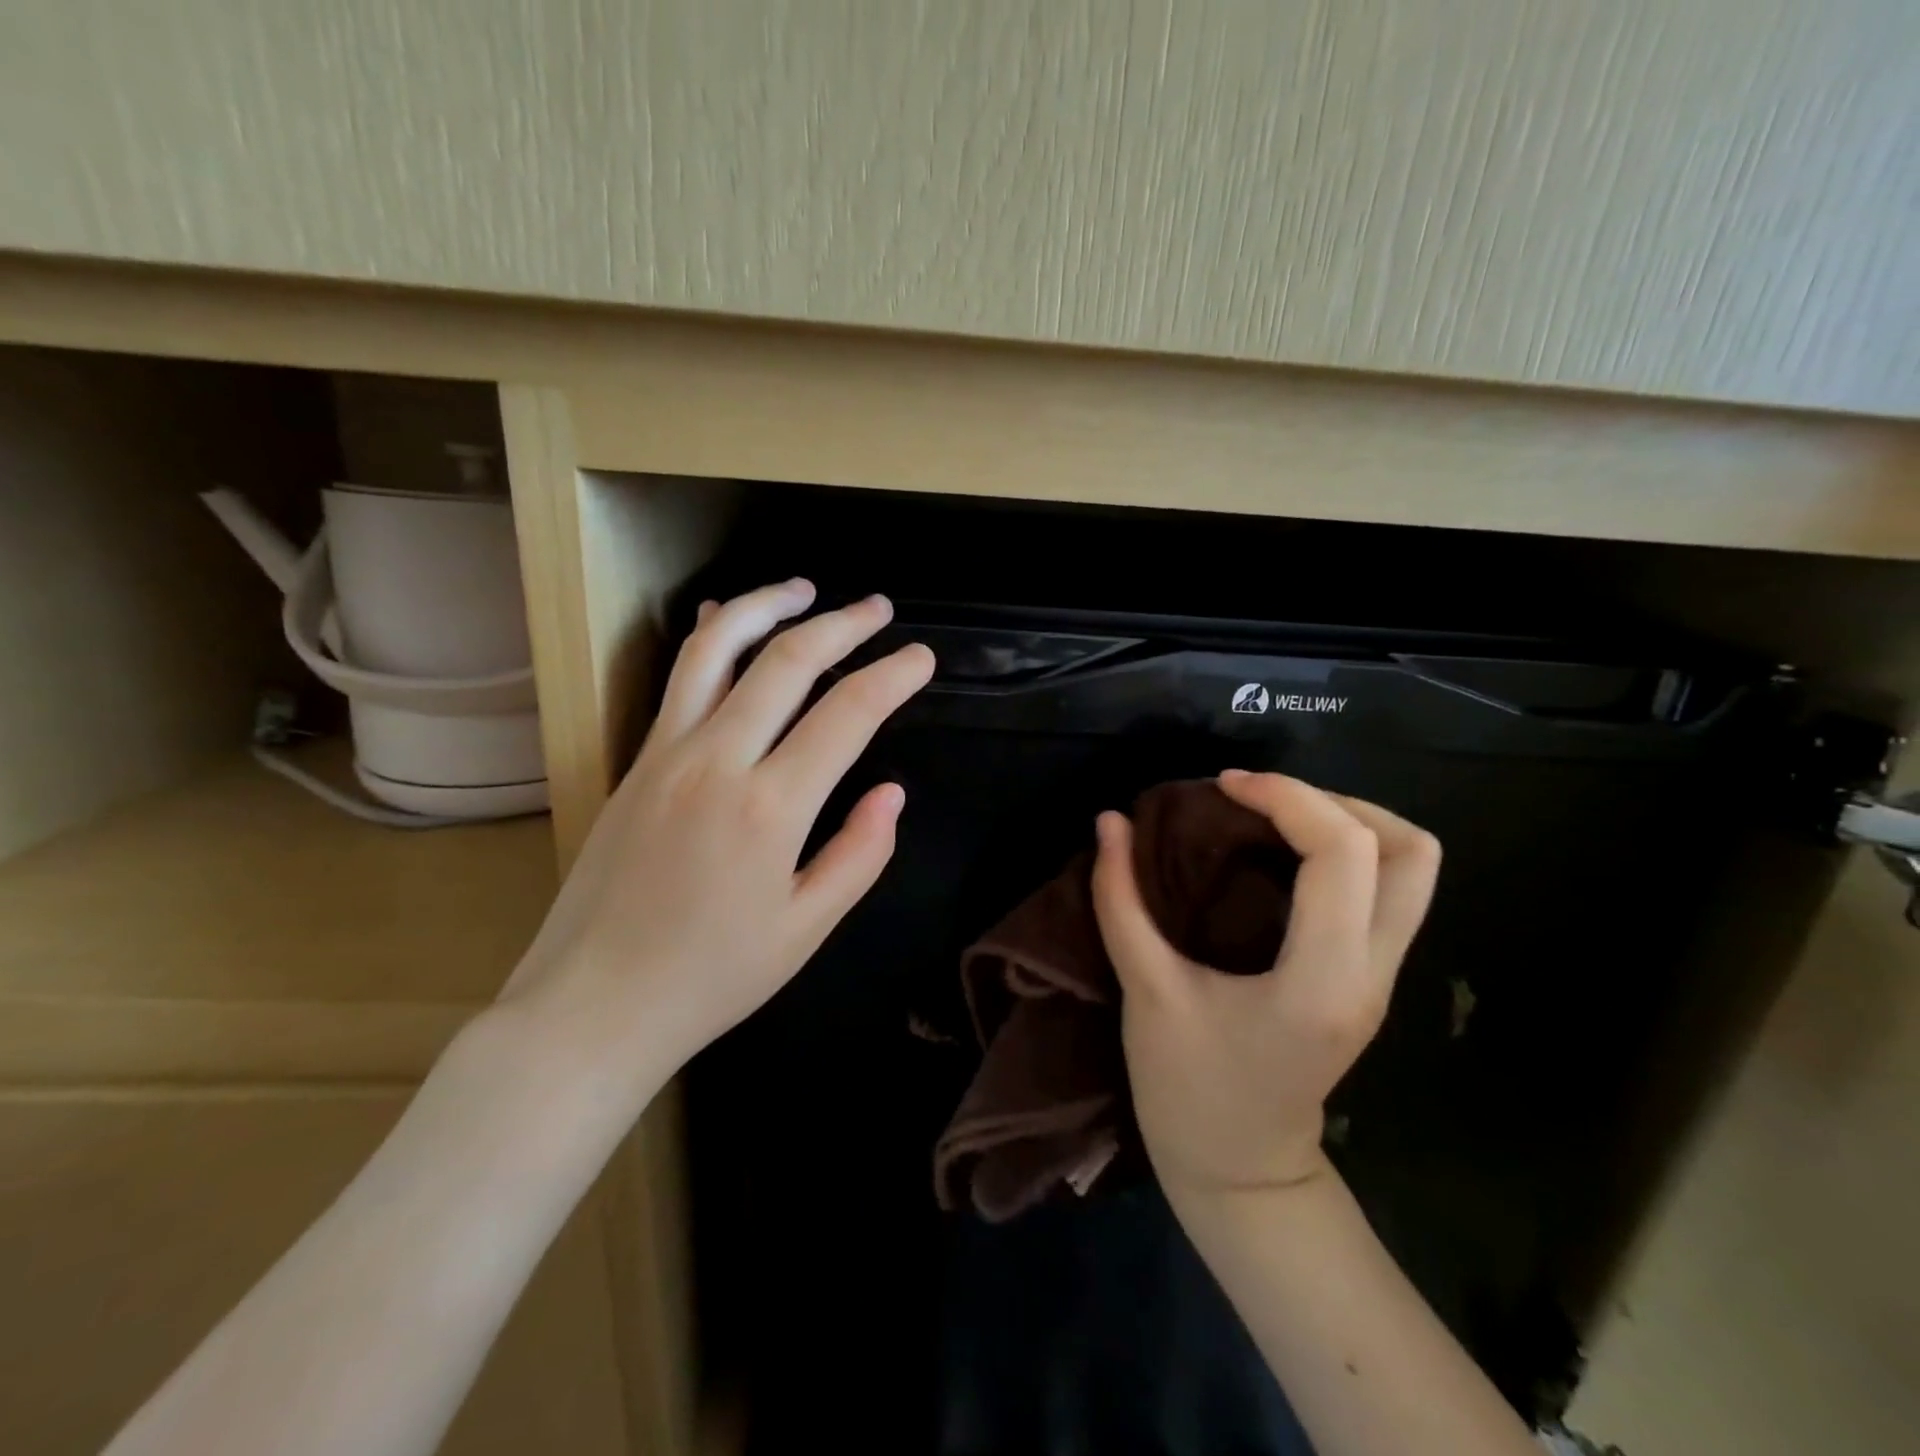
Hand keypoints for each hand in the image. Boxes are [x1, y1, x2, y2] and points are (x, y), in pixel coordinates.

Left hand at [500, 580, 934, 1085]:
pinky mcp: (636, 761)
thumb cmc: (711, 978)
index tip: (921, 657)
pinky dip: (711, 638)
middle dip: (843, 625)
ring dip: (768, 607)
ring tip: (806, 588)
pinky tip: (727, 619)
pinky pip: (678, 680)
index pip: (847, 715)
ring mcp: (667, 754)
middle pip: (788, 662)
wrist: (592, 1006)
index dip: (893, 676)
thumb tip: (891, 792)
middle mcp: (718, 762)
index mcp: (770, 809)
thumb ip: (858, 855)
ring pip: (719, 650)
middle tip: (880, 609)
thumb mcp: (805, 930)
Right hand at [1091, 770, 1440, 1198]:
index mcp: (1321, 979)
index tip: (1225, 786)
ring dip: (1352, 823)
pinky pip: (1389, 891)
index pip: (1343, 853)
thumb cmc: (1188, 1089)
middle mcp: (1371, 972)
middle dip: (1335, 801)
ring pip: (1416, 869)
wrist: (1242, 1174)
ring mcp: (1382, 978)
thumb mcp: (1146, 992)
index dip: (1287, 797)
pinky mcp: (1372, 979)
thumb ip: (1121, 901)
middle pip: (1411, 851)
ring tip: (1278, 817)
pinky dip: (1347, 852)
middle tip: (1262, 799)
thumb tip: (1110, 822)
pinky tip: (1284, 856)